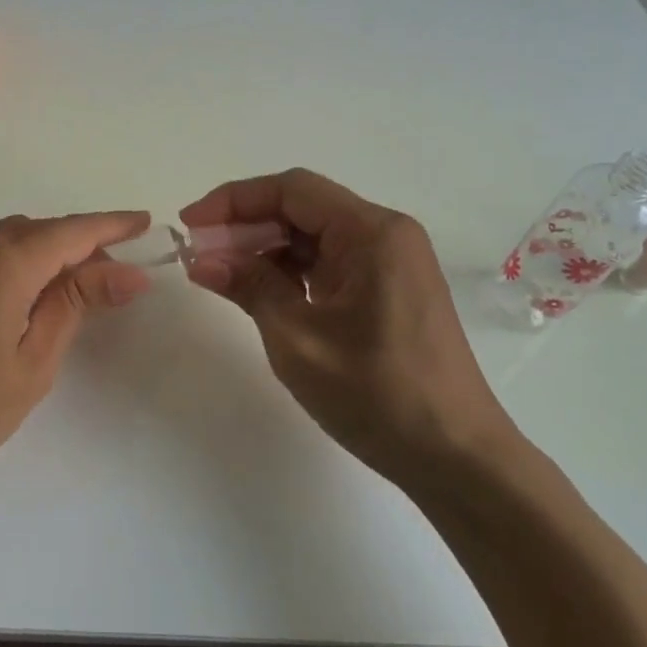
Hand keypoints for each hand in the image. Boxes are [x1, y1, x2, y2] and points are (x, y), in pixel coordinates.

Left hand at [0, 211, 152, 510]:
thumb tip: (126, 271)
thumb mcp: (30, 362)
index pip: (74, 230)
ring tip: (78, 289)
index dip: (114, 226)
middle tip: (118, 276)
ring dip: (50, 254)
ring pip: (12, 240)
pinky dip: (19, 265)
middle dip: (84, 244)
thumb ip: (75, 305)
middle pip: (42, 231)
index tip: (147, 223)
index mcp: (4, 260)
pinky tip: (27, 298)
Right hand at [181, 170, 511, 484]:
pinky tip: (263, 292)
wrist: (455, 456)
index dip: (234, 200)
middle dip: (247, 225)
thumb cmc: (377, 394)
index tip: (191, 223)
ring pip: (315, 236)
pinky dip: (293, 272)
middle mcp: (386, 234)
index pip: (292, 190)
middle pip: (303, 209)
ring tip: (222, 275)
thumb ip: (250, 286)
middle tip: (201, 254)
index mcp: (372, 233)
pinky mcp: (390, 289)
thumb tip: (203, 259)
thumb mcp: (298, 339)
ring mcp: (392, 262)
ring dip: (267, 250)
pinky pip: (332, 263)